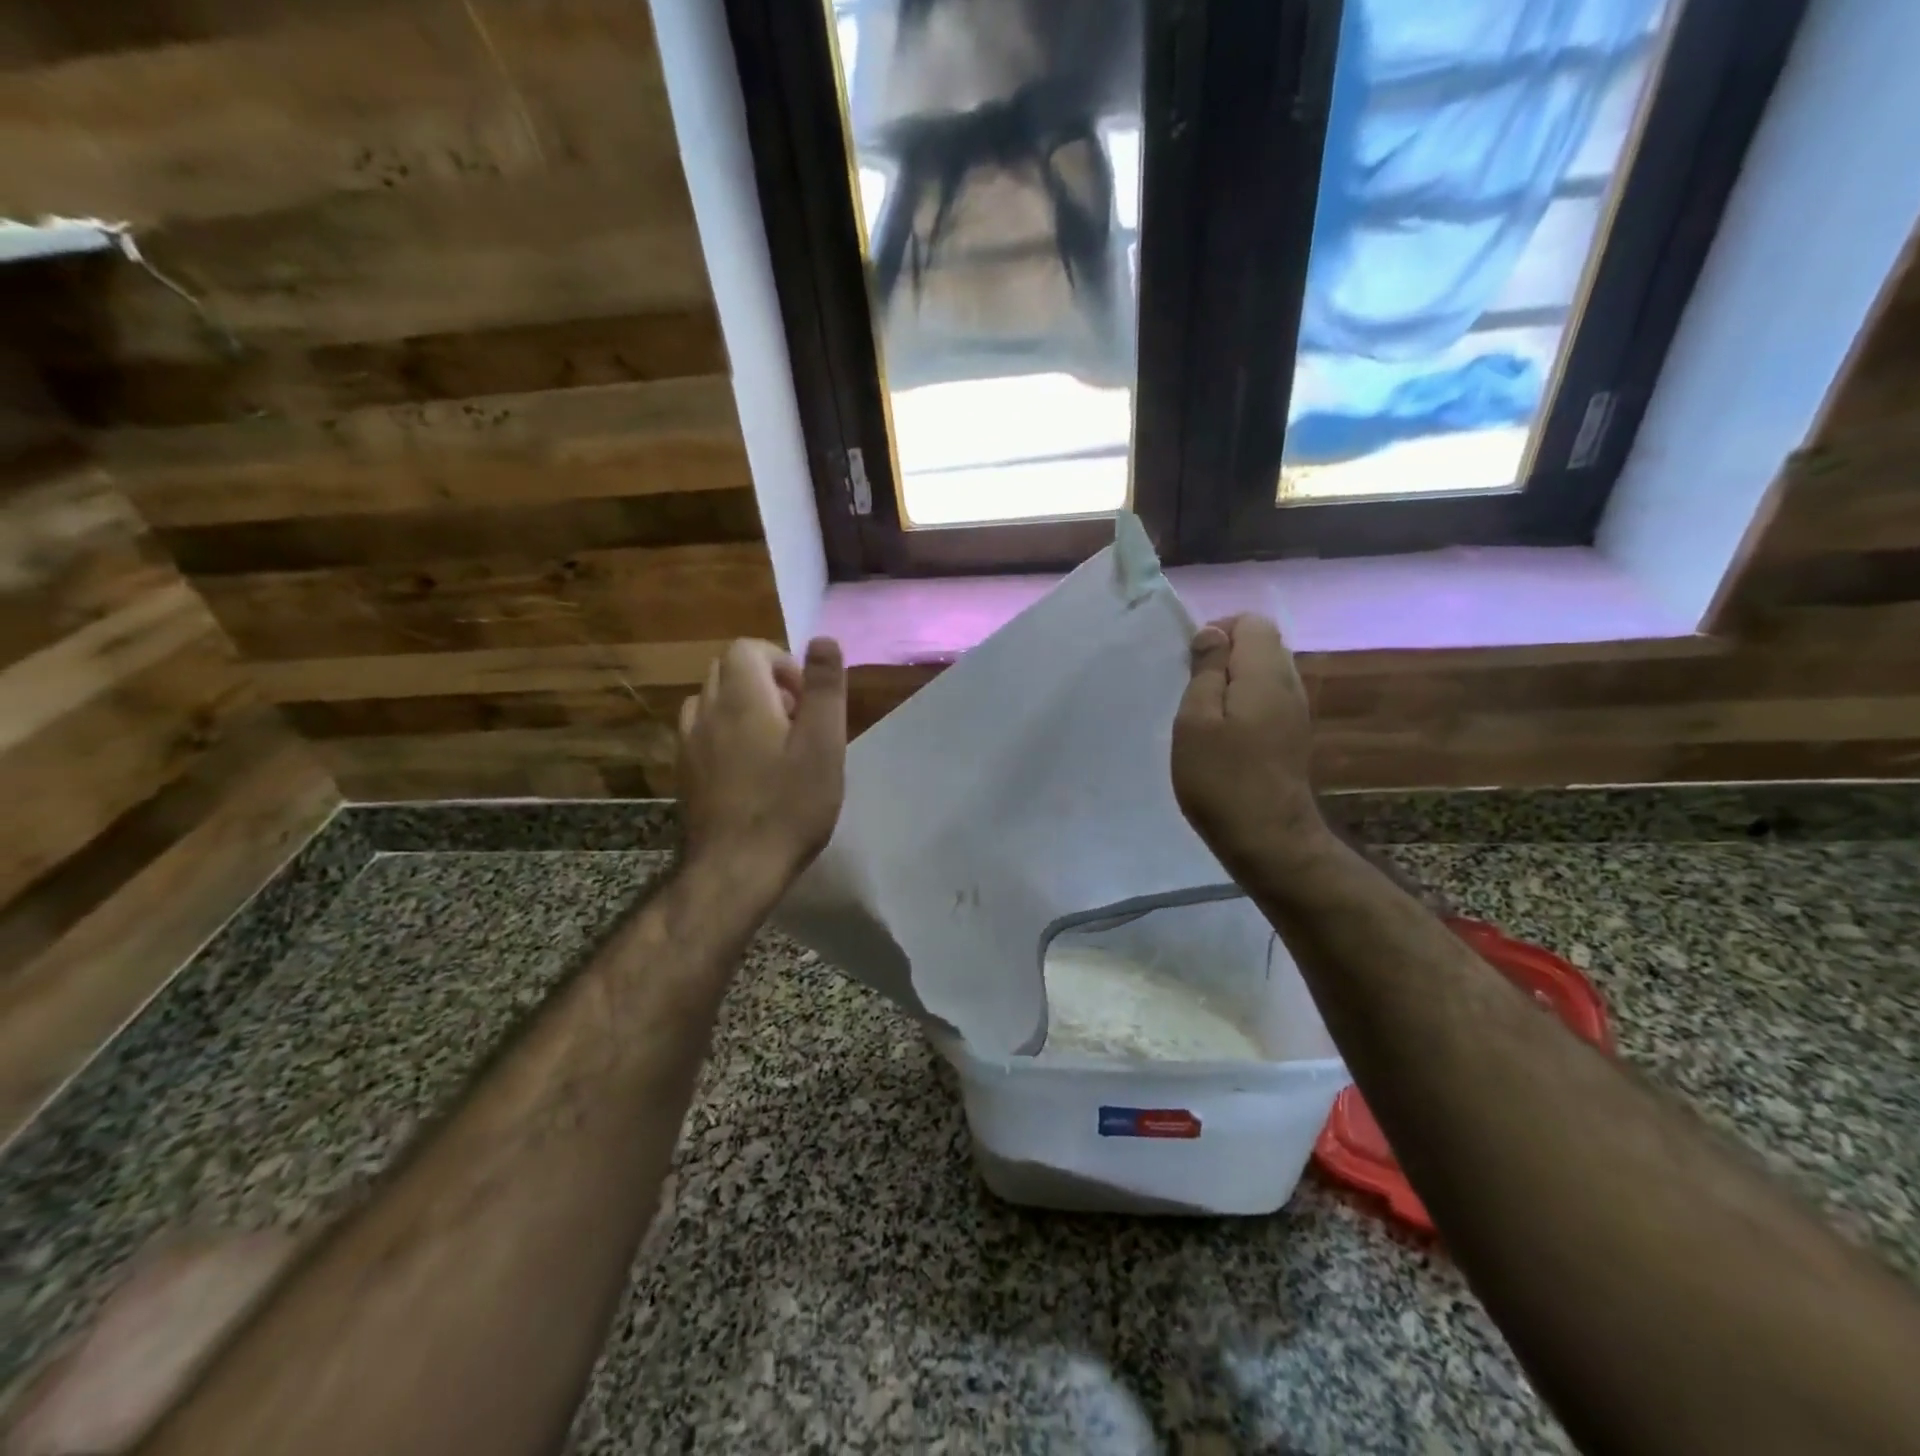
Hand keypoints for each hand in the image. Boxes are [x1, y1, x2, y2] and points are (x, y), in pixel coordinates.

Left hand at [677, 637, 847, 895]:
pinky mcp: (683, 772)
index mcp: (741, 697)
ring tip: (773, 744)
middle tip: (796, 721)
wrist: (736, 868)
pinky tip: (748, 771)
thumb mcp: (823, 744)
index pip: (747, 648)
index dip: (781, 662)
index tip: (805, 699)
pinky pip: (701, 733)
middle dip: (764, 683)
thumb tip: (822, 640)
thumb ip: (825, 688)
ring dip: (742, 708)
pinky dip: (724, 734)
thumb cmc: (789, 805)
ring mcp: (688, 743)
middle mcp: (706, 710)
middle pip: (727, 671)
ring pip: (711, 701)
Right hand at [1172, 614, 1330, 870]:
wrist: (1268, 838)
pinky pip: (1268, 699)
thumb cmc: (1221, 777)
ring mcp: (1296, 712)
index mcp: (1265, 674)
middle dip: (1225, 656)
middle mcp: (1289, 684)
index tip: (1190, 664)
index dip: (1218, 631)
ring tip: (1204, 714)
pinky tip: (1224, 734)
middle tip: (1193, 690)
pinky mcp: (1293, 735)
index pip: (1252, 622)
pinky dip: (1244, 703)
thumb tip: (1212, 634)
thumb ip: (1205, 670)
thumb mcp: (1196, 720)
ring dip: (1232, 682)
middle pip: (1261, 644)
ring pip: (1264, 673)